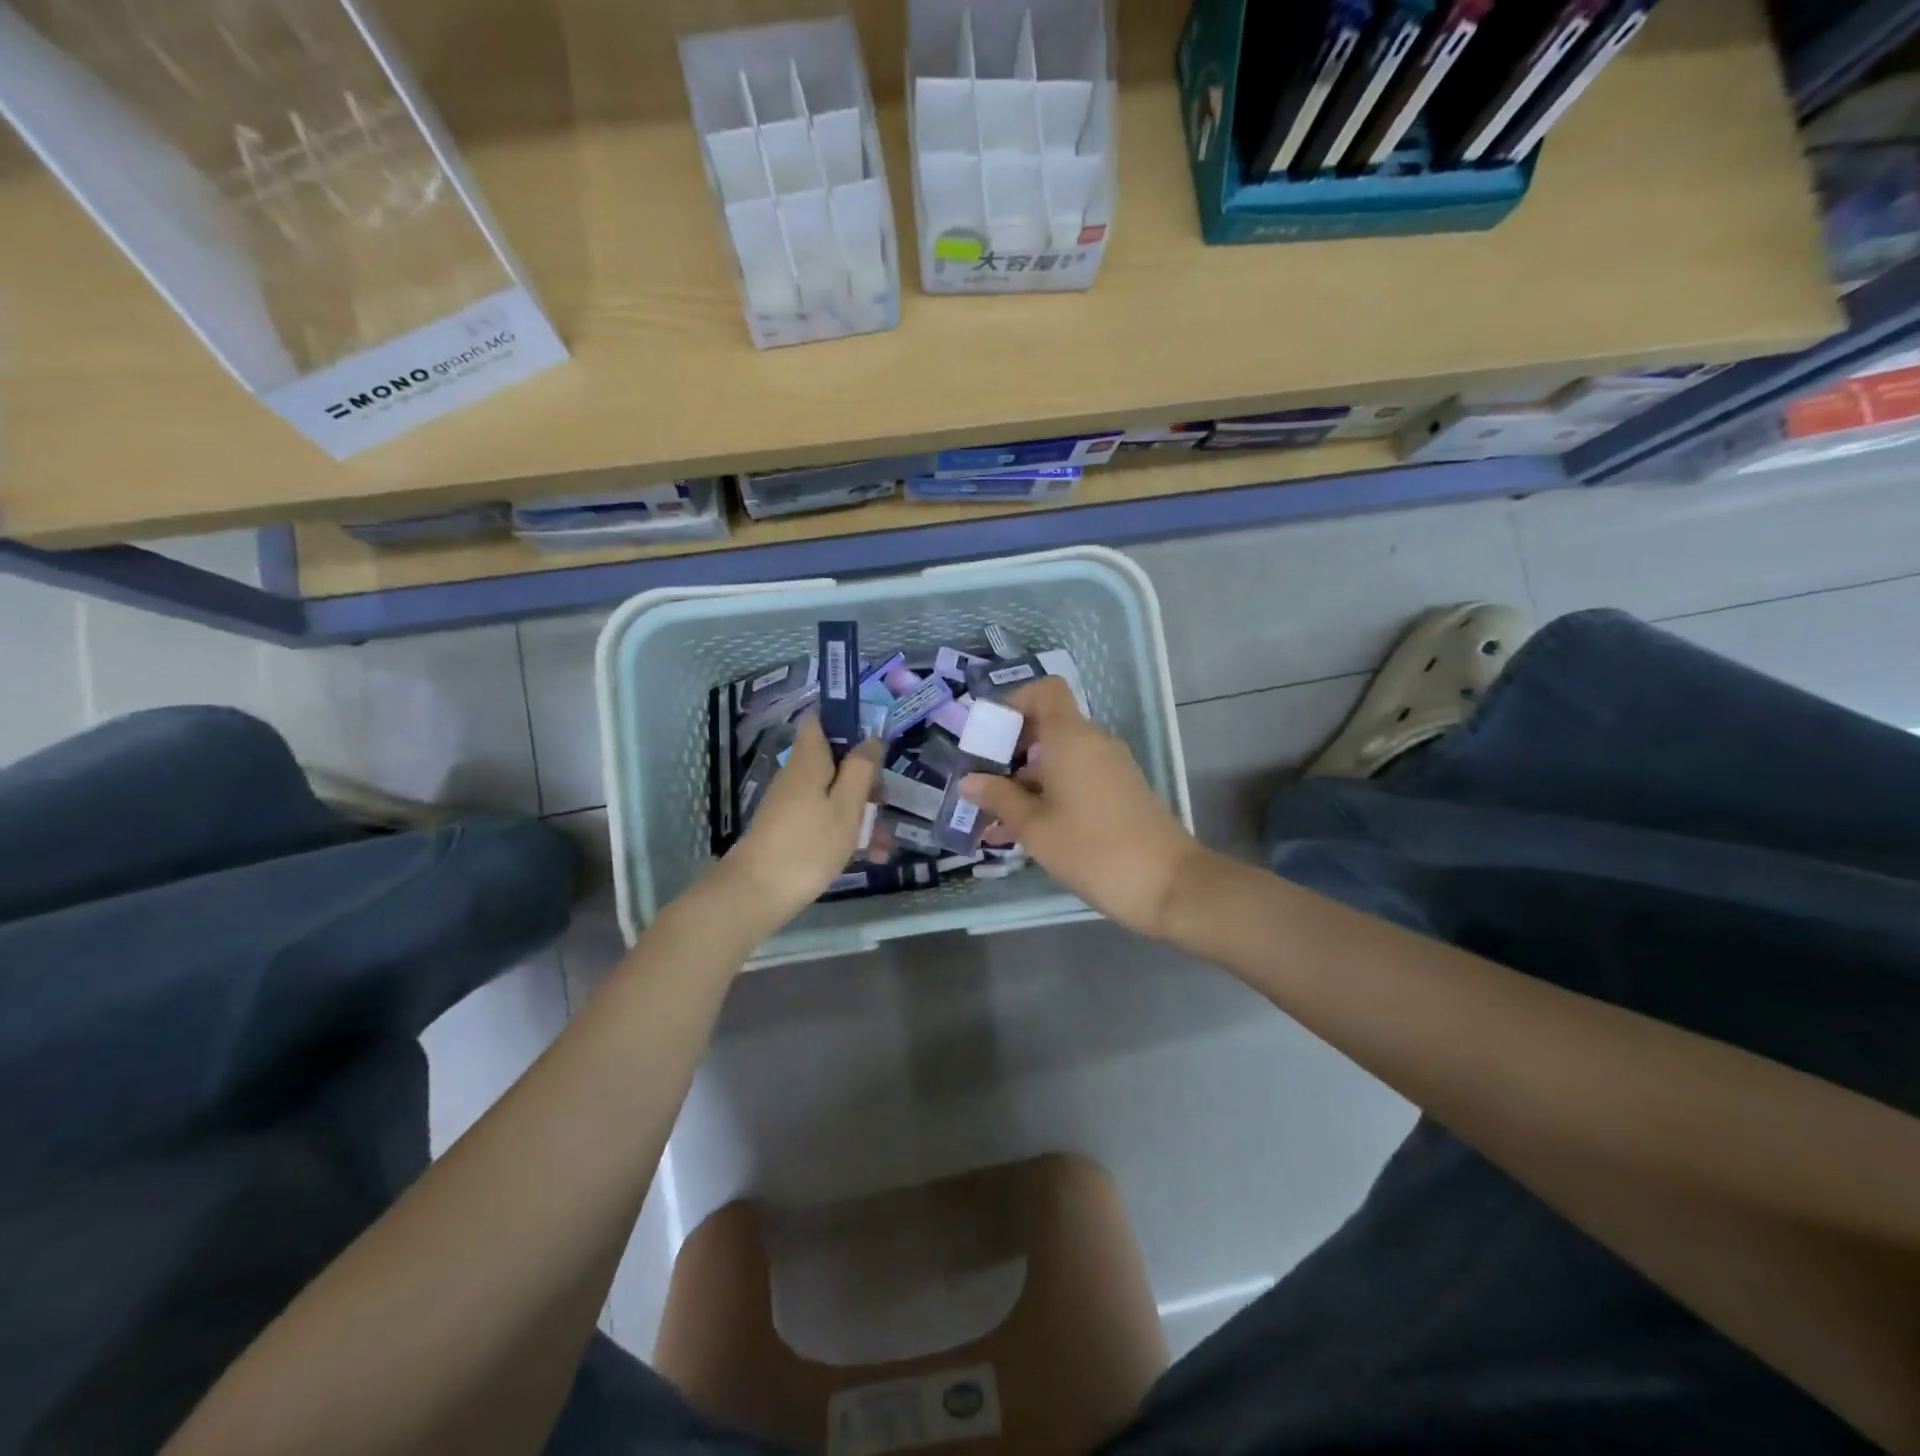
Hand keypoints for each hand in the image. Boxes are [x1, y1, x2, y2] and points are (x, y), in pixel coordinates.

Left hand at [720, 716, 881, 930]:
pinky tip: (869, 856)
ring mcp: (793, 803)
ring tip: (884, 845)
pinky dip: (847, 831)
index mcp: (810, 760)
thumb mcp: (846, 806)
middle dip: (865, 779)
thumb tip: (870, 738)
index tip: (873, 739)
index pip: (820, 720)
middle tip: (885, 802)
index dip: (846, 721)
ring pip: (835, 794)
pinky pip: (825, 819)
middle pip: (836, 761)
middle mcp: (799, 775)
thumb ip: (861, 769)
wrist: (757, 893)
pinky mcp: (792, 829)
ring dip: (862, 813)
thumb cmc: (808, 844)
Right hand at [960, 677, 1205, 939]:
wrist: (1168, 883)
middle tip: (983, 785)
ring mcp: (1111, 767)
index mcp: (1071, 737)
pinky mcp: (1121, 791)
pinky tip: (1025, 834)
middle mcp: (1093, 742)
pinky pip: (1077, 779)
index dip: (1015, 703)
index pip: (1045, 690)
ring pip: (1059, 759)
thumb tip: (970, 781)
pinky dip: (1050, 794)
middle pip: (1047, 727)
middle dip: (1011, 752)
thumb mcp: (1035, 827)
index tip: (990, 737)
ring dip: (1026, 781)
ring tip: (995, 821)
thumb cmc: (1092, 848)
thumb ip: (999, 798)